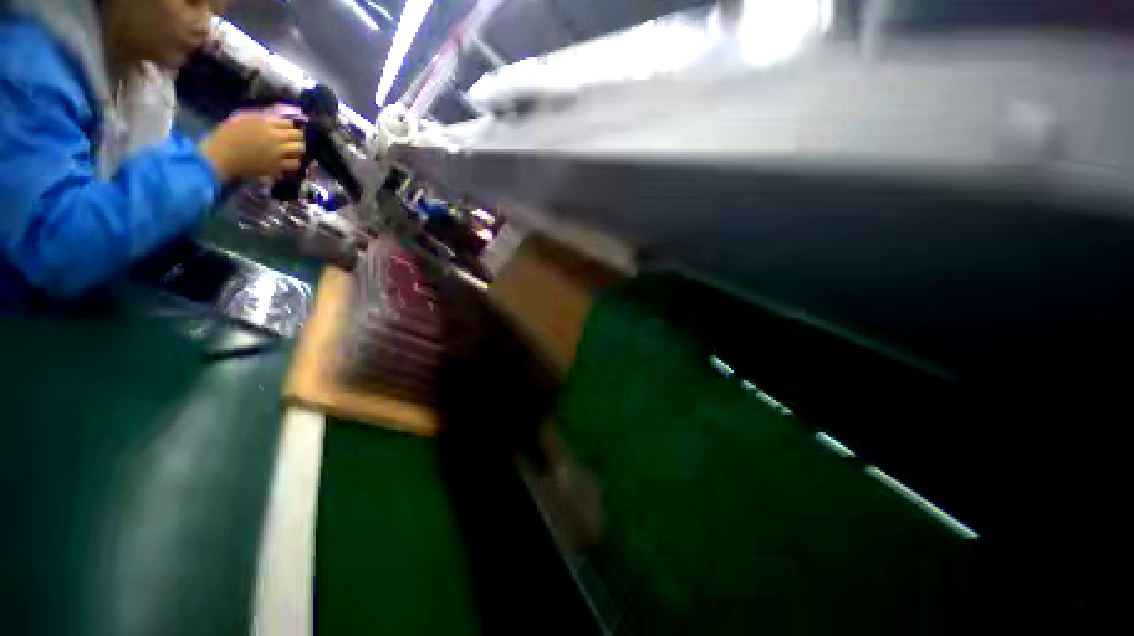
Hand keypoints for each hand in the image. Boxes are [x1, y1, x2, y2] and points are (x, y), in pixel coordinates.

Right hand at [200, 113, 304, 179]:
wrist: (219, 157)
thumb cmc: (225, 137)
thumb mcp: (240, 119)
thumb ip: (259, 118)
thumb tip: (275, 118)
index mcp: (263, 123)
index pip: (288, 123)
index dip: (290, 127)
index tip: (288, 130)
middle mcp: (273, 137)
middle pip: (298, 135)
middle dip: (297, 137)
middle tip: (293, 141)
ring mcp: (277, 152)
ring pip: (300, 149)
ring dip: (298, 149)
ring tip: (293, 151)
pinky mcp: (277, 166)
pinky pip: (295, 164)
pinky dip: (294, 162)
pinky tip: (288, 162)